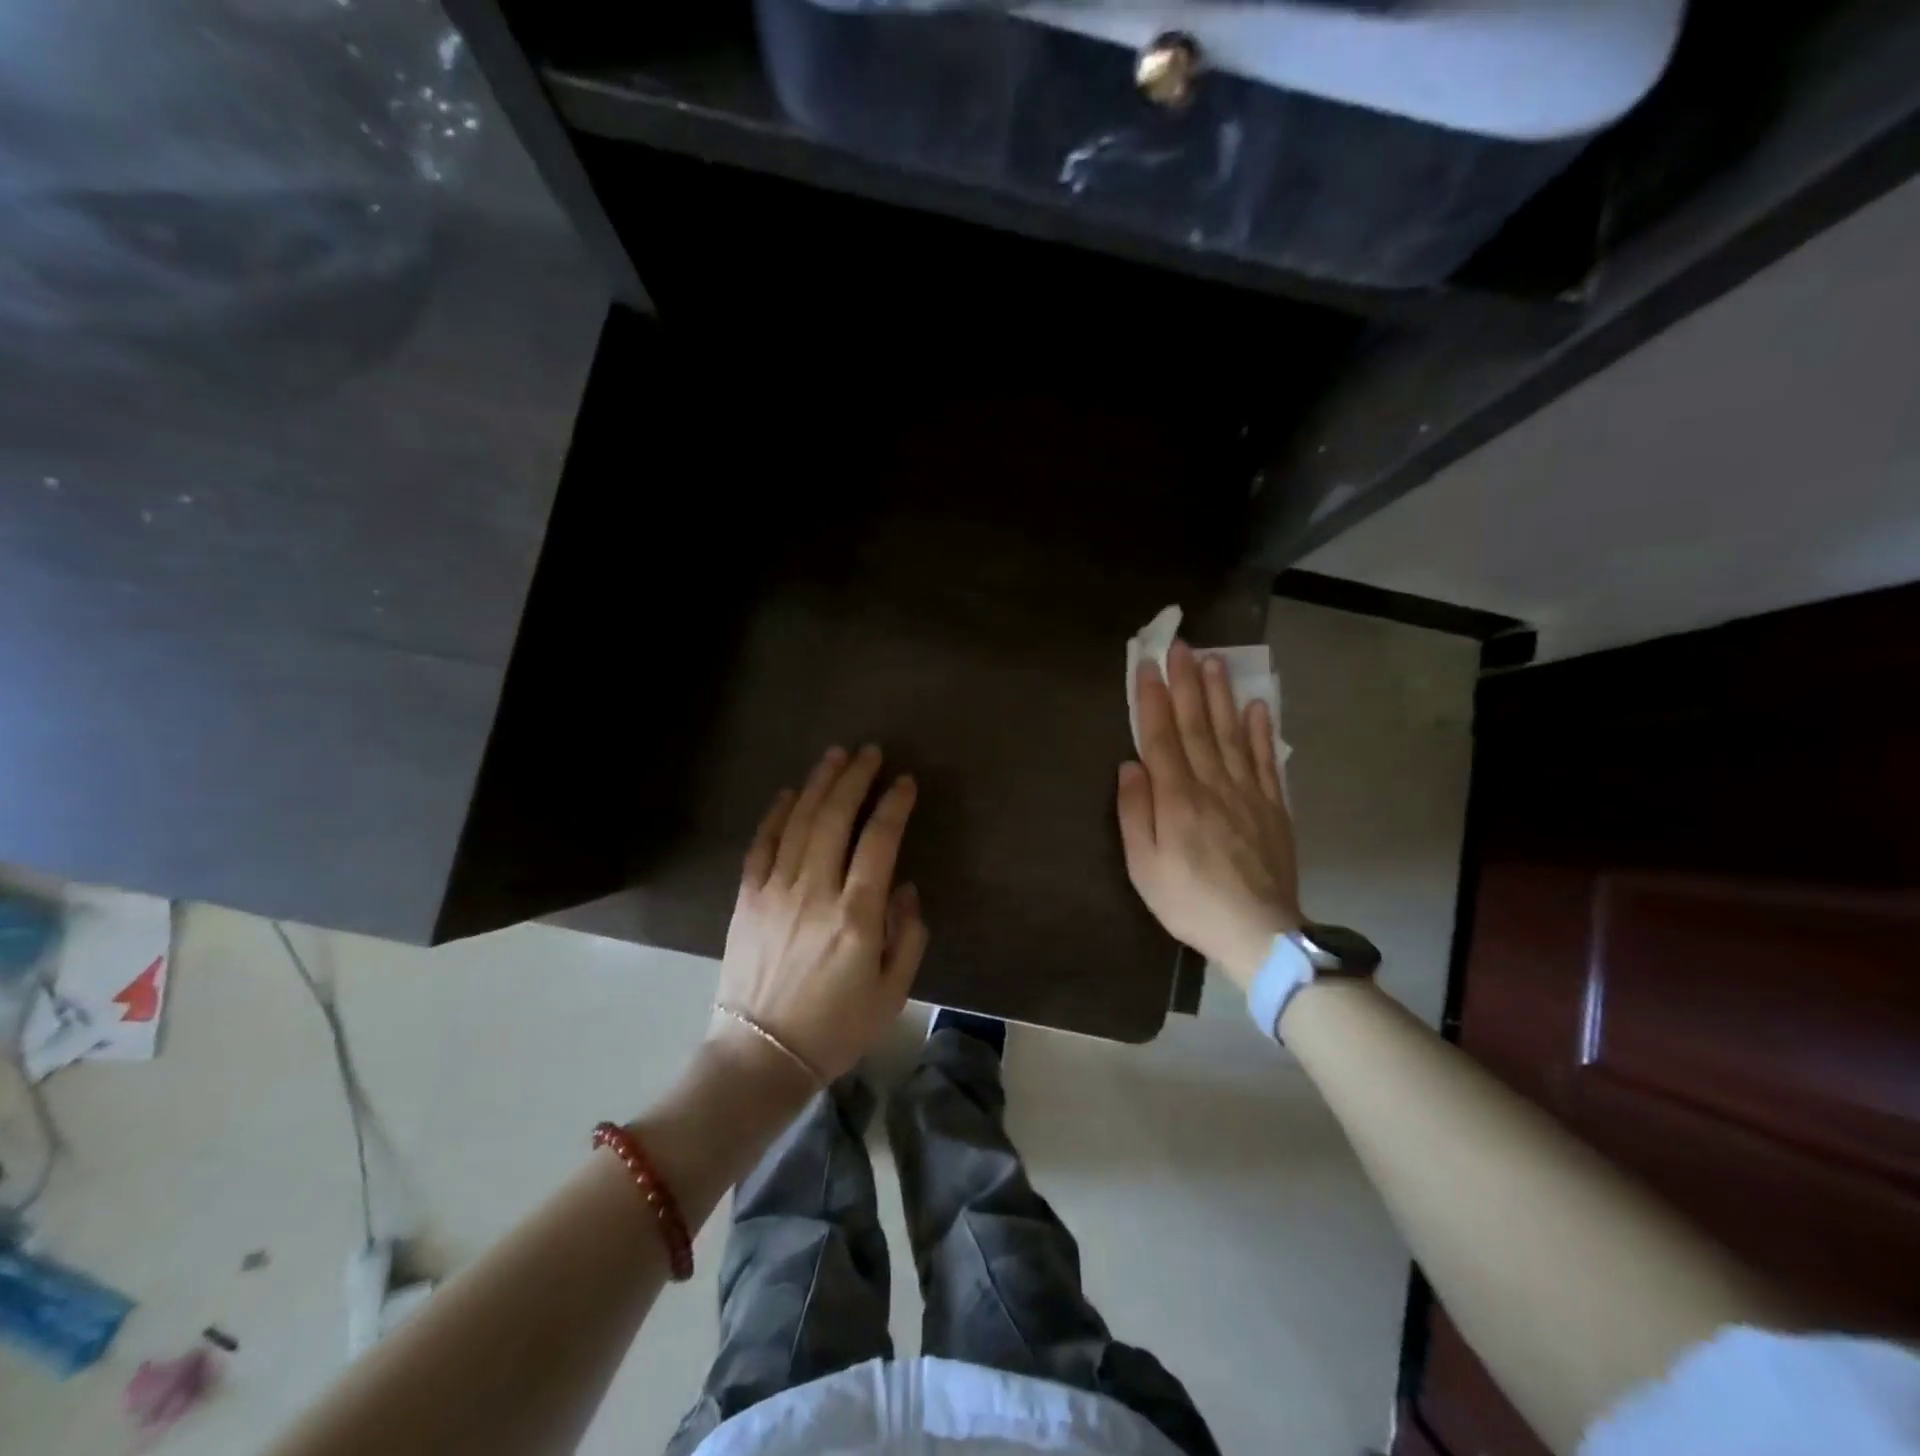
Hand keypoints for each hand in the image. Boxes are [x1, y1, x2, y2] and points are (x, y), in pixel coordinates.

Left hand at [713, 744, 928, 1082]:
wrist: (761, 1055)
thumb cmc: (836, 1028)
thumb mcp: (892, 993)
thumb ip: (907, 935)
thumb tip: (903, 887)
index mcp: (856, 916)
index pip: (879, 841)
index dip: (894, 805)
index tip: (905, 782)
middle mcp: (815, 892)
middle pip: (835, 818)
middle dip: (854, 778)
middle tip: (869, 752)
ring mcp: (776, 892)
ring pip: (798, 822)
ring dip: (818, 784)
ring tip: (835, 756)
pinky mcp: (748, 899)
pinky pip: (762, 845)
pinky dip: (776, 814)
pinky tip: (790, 793)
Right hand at [1117, 639, 1302, 990]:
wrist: (1258, 932)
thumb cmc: (1189, 902)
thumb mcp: (1143, 866)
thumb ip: (1135, 812)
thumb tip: (1130, 765)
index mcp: (1177, 799)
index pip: (1161, 737)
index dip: (1152, 700)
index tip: (1148, 665)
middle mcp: (1212, 785)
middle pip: (1197, 725)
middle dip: (1187, 683)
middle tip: (1182, 646)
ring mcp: (1247, 793)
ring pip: (1231, 733)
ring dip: (1221, 695)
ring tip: (1216, 661)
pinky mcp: (1273, 806)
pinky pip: (1267, 760)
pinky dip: (1262, 731)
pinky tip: (1257, 706)